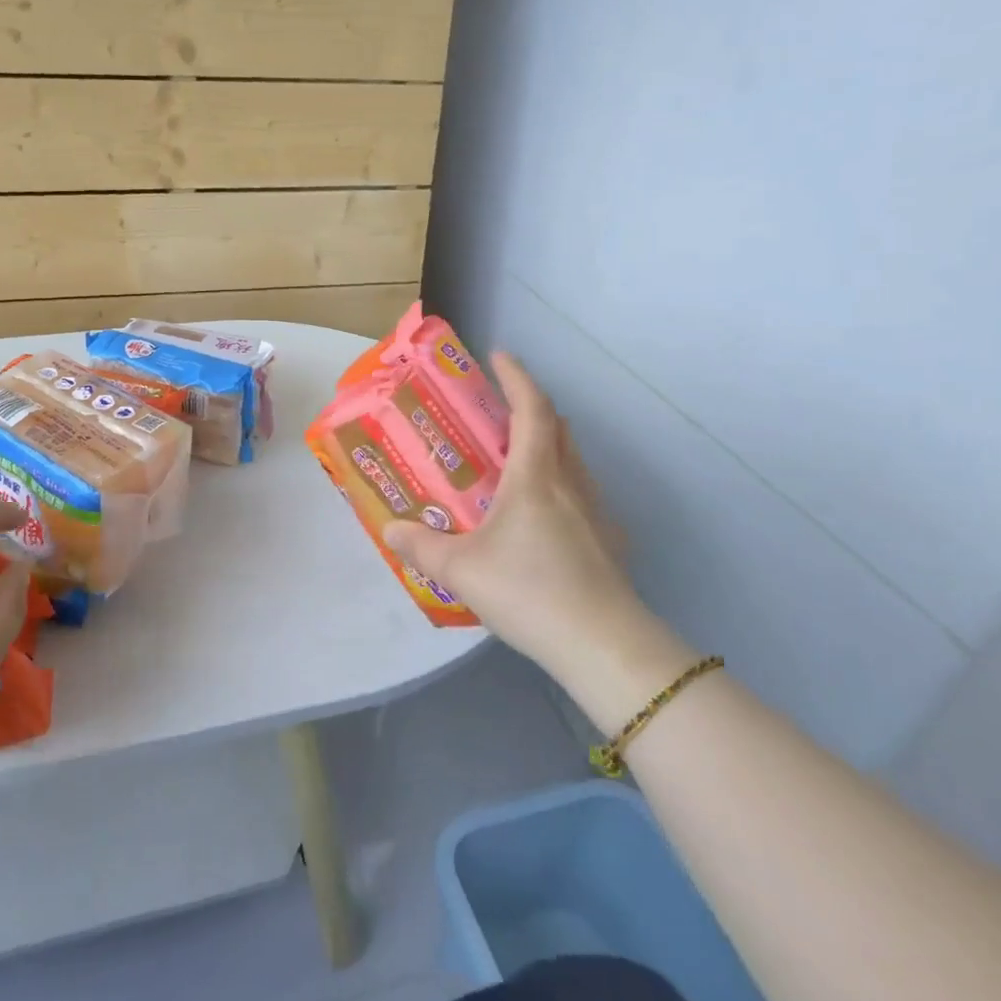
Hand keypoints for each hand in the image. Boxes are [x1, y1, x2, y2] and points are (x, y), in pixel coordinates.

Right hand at [383, 354, 673, 712]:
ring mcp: (596, 513)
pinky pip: (582, 496)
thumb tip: (390, 528)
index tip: (499, 355)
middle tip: (499, 411)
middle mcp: (570, 483)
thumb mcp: (461, 570)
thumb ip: (422, 547)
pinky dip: (560, 486)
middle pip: (557, 428)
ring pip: (573, 461)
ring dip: (548, 447)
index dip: (516, 377)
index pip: (531, 409)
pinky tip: (542, 520)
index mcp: (535, 476)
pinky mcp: (609, 543)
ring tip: (515, 464)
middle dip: (531, 408)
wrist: (604, 645)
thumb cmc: (529, 590)